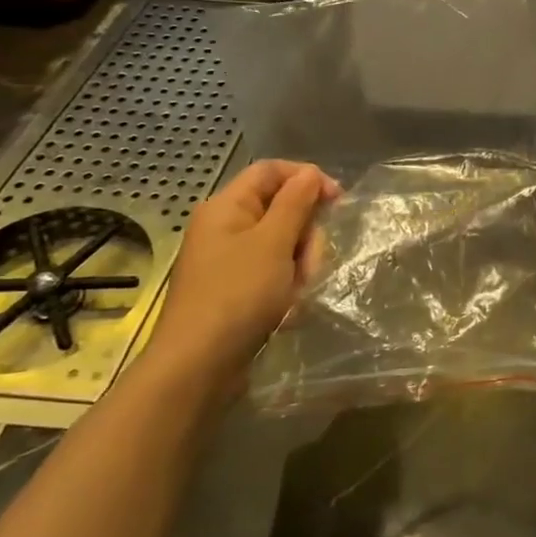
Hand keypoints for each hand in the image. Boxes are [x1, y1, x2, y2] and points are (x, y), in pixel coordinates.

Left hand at [145, 159, 338, 392]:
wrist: (198, 365)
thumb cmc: (237, 295)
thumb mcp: (273, 243)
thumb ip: (296, 203)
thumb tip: (310, 173)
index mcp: (227, 207)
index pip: (272, 171)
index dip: (307, 178)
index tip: (338, 201)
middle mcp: (225, 227)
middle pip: (282, 210)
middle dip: (306, 235)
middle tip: (311, 264)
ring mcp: (230, 260)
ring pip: (283, 245)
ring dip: (300, 266)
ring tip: (297, 294)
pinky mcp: (237, 289)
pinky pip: (274, 273)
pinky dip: (287, 287)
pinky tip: (288, 309)